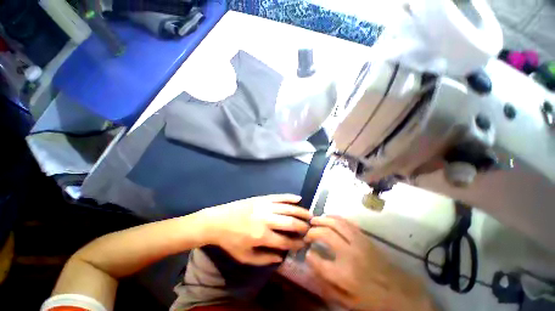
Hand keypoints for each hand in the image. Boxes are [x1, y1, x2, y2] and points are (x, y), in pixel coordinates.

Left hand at [202, 194, 310, 265]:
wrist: (218, 221)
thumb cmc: (231, 241)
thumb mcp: (245, 256)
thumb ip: (264, 259)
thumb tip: (281, 257)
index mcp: (261, 236)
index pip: (285, 241)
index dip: (297, 243)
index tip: (304, 243)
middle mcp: (266, 219)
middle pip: (290, 222)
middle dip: (303, 226)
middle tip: (311, 228)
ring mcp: (264, 206)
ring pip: (287, 208)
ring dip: (300, 211)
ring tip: (310, 214)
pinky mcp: (262, 198)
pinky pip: (279, 196)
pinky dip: (289, 197)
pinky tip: (298, 198)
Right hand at [305, 216, 434, 310]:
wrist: (401, 295)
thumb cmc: (372, 301)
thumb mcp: (347, 302)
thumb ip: (326, 284)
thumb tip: (312, 263)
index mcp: (343, 275)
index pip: (317, 260)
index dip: (308, 255)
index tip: (306, 251)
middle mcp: (349, 254)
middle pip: (325, 234)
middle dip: (312, 231)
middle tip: (307, 233)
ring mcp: (359, 243)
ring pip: (336, 223)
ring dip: (323, 219)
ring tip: (314, 220)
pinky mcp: (365, 238)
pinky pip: (347, 223)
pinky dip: (335, 218)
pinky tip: (329, 218)